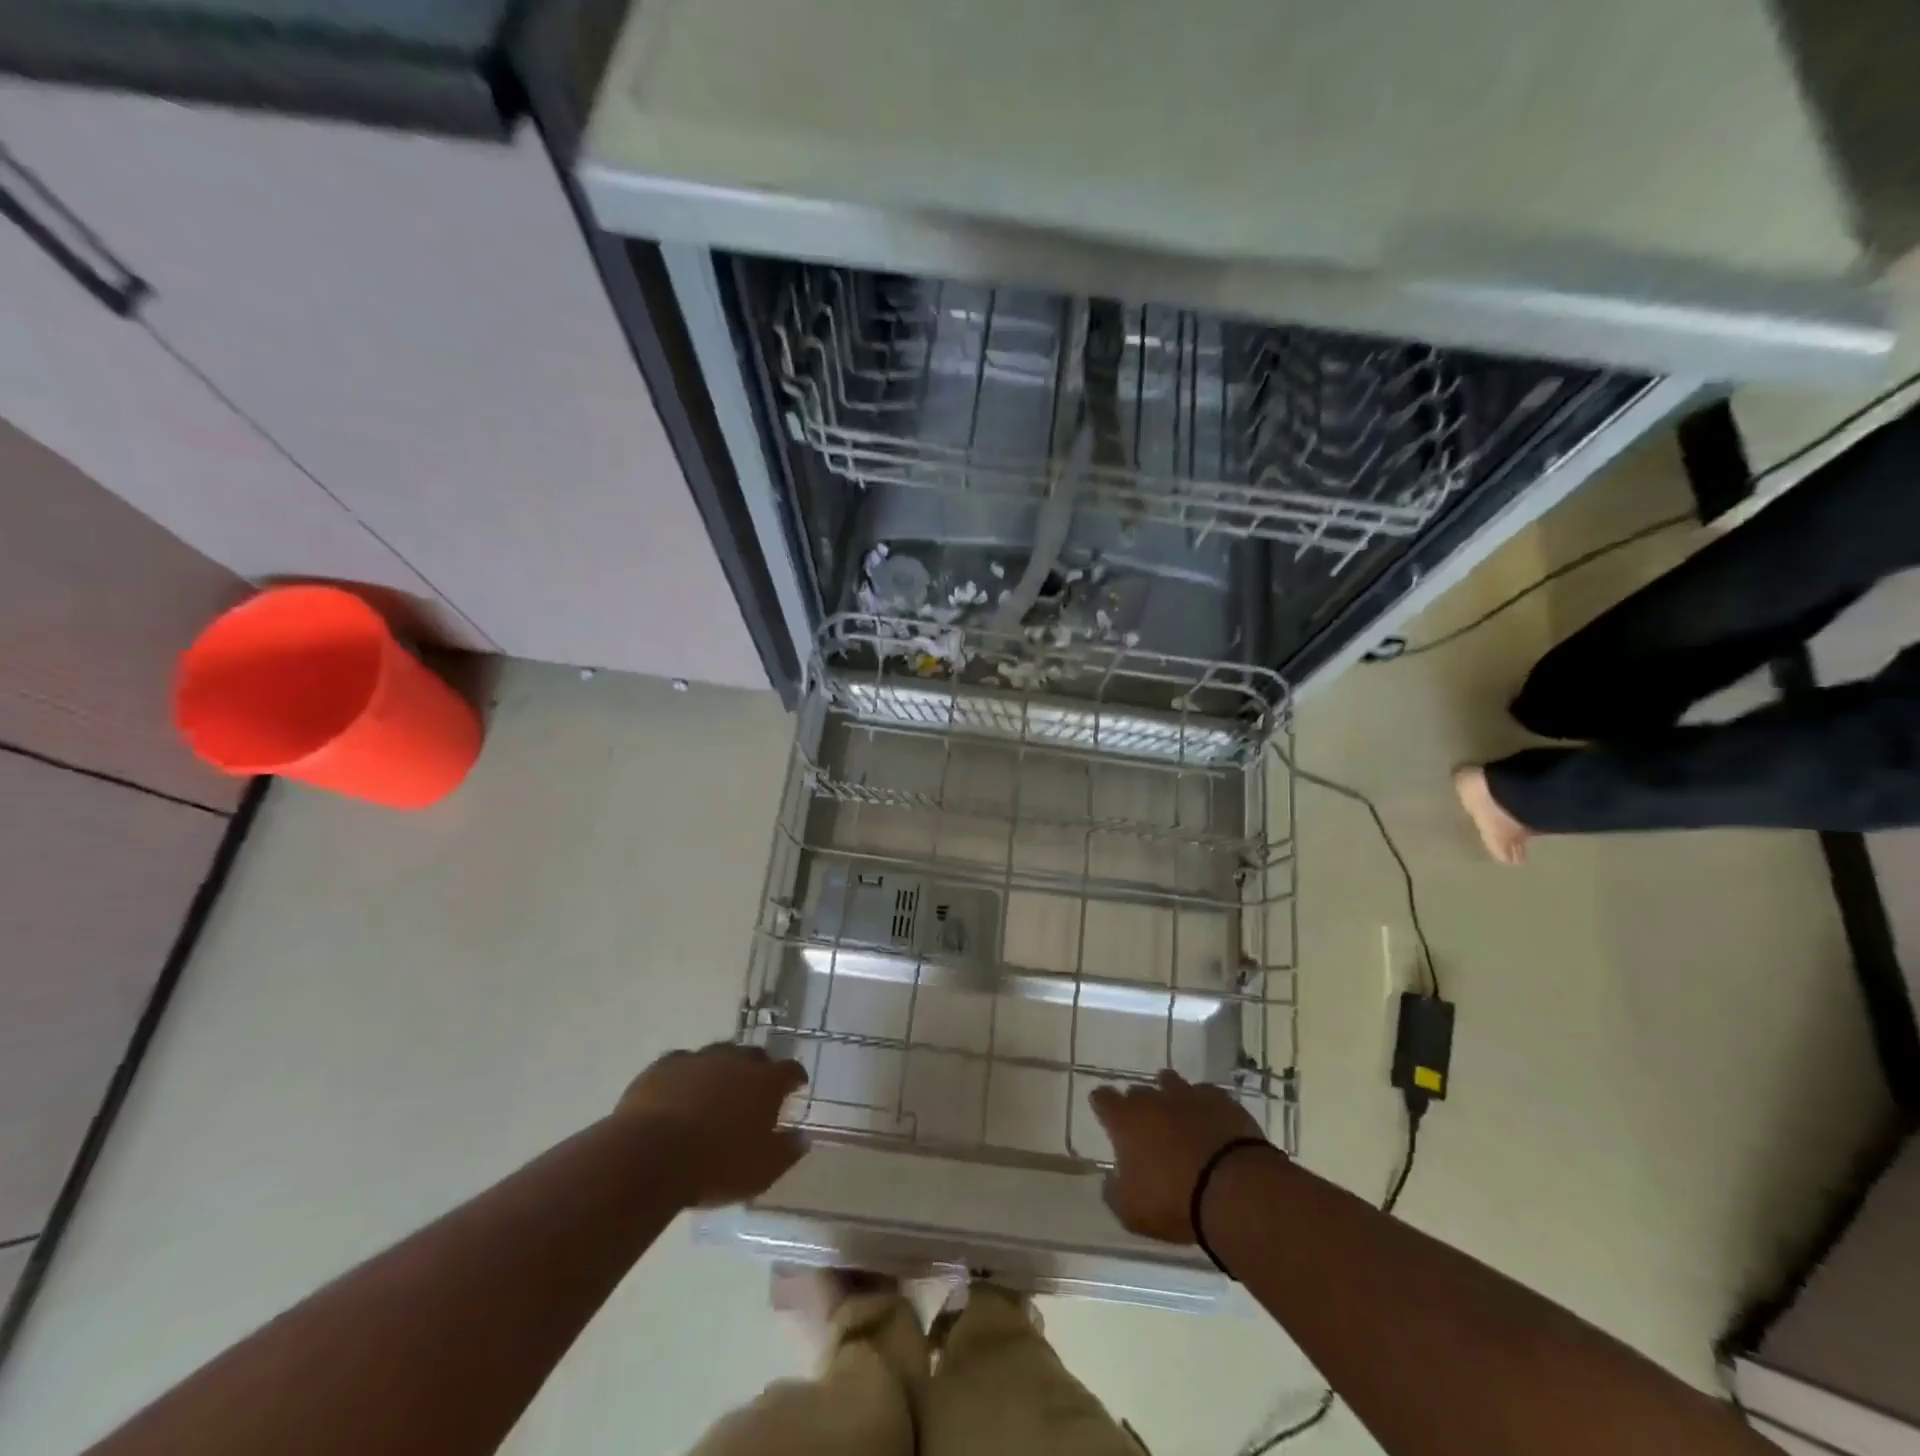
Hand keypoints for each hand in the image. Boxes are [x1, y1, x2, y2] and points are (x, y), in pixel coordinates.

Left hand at [618, 1044, 808, 1207]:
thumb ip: (787, 1151)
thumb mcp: (761, 1171)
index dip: (795, 1078)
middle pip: (754, 1056)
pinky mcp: (664, 1066)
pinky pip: (682, 1064)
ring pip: (718, 1055)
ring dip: (722, 1069)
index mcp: (765, 1082)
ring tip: (715, 1092)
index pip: (790, 1070)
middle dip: (758, 1070)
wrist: (650, 1156)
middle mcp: (736, 1060)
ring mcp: (698, 1059)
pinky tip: (679, 1094)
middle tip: (753, 1093)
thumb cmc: (715, 1166)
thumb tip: (803, 1137)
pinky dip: (686, 1076)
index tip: (796, 1087)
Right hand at [1090, 1069, 1272, 1243]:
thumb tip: (1110, 1180)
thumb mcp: (1132, 1212)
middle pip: (1138, 1091)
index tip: (1104, 1110)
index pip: (1103, 1100)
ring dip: (1170, 1095)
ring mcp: (1188, 1096)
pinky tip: (1209, 1119)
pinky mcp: (1221, 1101)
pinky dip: (1203, 1104)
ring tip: (1176, 1112)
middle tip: (1145, 1125)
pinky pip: (1206, 1094)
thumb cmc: (1174, 1201)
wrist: (1234, 1190)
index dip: (1103, 1104)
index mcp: (1126, 1121)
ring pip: (1171, 1083)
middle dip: (1139, 1104)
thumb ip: (1114, 1193)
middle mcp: (1153, 1100)